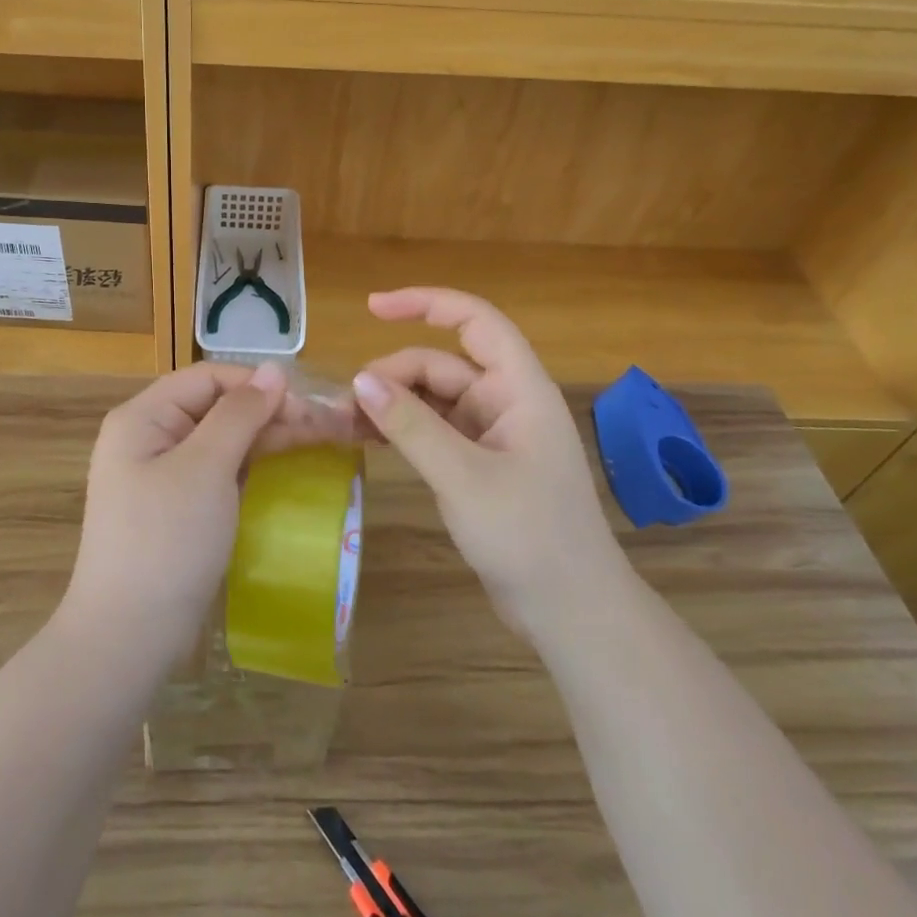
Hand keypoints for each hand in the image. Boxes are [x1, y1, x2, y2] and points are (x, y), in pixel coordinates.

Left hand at [61, 361, 350, 670]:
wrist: (128, 638)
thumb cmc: (166, 541)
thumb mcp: (206, 468)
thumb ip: (240, 413)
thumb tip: (276, 370)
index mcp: (143, 417)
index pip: (208, 378)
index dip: (258, 384)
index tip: (308, 404)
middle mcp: (149, 437)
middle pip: (217, 407)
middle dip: (270, 412)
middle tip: (328, 427)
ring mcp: (161, 475)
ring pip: (222, 440)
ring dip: (267, 437)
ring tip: (320, 442)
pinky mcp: (176, 508)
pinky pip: (218, 472)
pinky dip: (251, 467)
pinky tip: (284, 469)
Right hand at [350, 287, 633, 641]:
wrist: (571, 613)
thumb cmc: (529, 537)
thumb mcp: (463, 477)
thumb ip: (411, 426)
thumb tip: (360, 380)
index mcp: (520, 389)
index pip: (474, 322)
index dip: (426, 303)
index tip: (372, 308)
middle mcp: (506, 402)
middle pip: (441, 364)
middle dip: (393, 375)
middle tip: (345, 403)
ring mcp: (492, 434)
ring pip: (433, 399)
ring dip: (392, 404)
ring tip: (345, 421)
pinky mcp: (479, 464)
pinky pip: (433, 431)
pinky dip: (402, 430)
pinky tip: (367, 438)